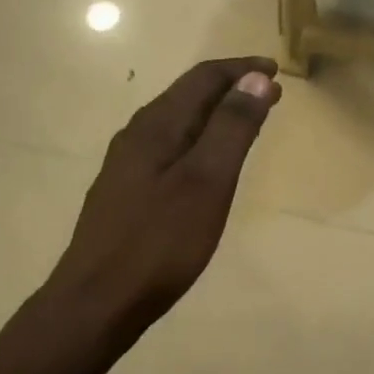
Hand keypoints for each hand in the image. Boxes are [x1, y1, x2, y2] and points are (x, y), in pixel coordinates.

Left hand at [45, 57, 280, 343]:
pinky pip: (171, 147)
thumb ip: (231, 127)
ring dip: (216, 113)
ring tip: (247, 120)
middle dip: (231, 88)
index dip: (241, 70)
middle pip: (188, 95)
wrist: (96, 303)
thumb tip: (256, 78)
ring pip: (179, 122)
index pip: (203, 78)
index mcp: (157, 125)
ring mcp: (128, 165)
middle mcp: (138, 135)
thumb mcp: (206, 181)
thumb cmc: (159, 242)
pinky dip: (200, 139)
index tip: (277, 70)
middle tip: (271, 94)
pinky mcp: (127, 192)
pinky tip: (208, 162)